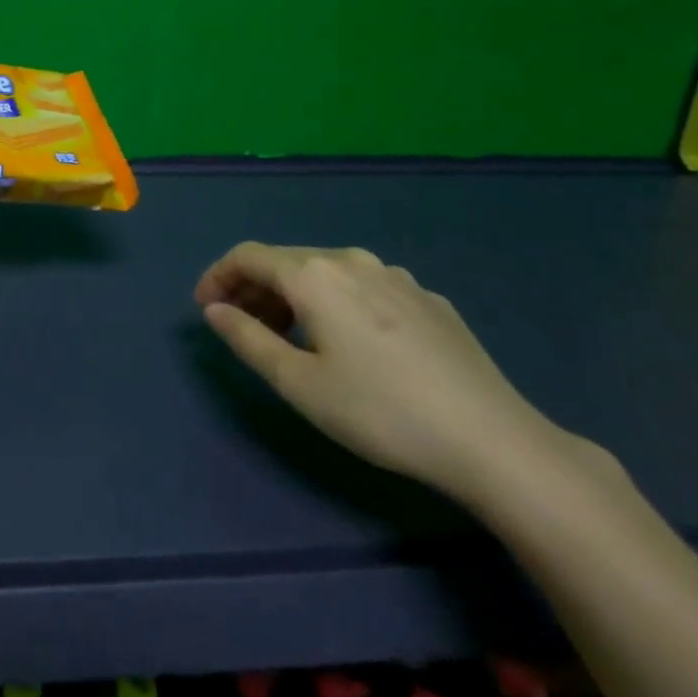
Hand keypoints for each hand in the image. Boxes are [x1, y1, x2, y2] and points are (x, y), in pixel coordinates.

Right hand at [197, 242, 589, 506]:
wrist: (493, 440)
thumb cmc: (381, 412)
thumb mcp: (299, 384)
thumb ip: (248, 339)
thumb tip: (215, 310)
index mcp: (315, 275)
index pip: (248, 256)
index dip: (218, 276)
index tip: (204, 309)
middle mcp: (352, 261)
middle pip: (286, 261)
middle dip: (254, 289)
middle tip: (242, 328)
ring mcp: (396, 276)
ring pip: (326, 273)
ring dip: (294, 296)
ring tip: (289, 337)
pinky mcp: (428, 299)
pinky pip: (363, 287)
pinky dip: (335, 302)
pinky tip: (349, 343)